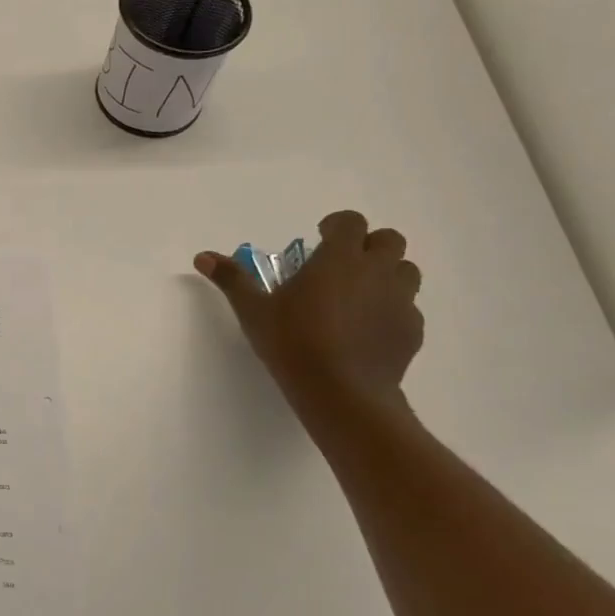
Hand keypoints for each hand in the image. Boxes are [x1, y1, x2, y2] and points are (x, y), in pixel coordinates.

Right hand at [194, 210, 422, 414]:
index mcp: (339, 259)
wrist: (342, 393)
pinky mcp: (412, 331)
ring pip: (406, 272)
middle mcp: (377, 272)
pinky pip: (407, 309)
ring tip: (358, 295)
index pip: (351, 222)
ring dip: (386, 274)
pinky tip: (366, 330)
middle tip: (342, 264)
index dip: (337, 225)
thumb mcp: (253, 310)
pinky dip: (390, 310)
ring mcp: (401, 301)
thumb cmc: (293, 343)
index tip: (320, 237)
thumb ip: (232, 279)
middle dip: (368, 245)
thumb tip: (202, 257)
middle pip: (389, 240)